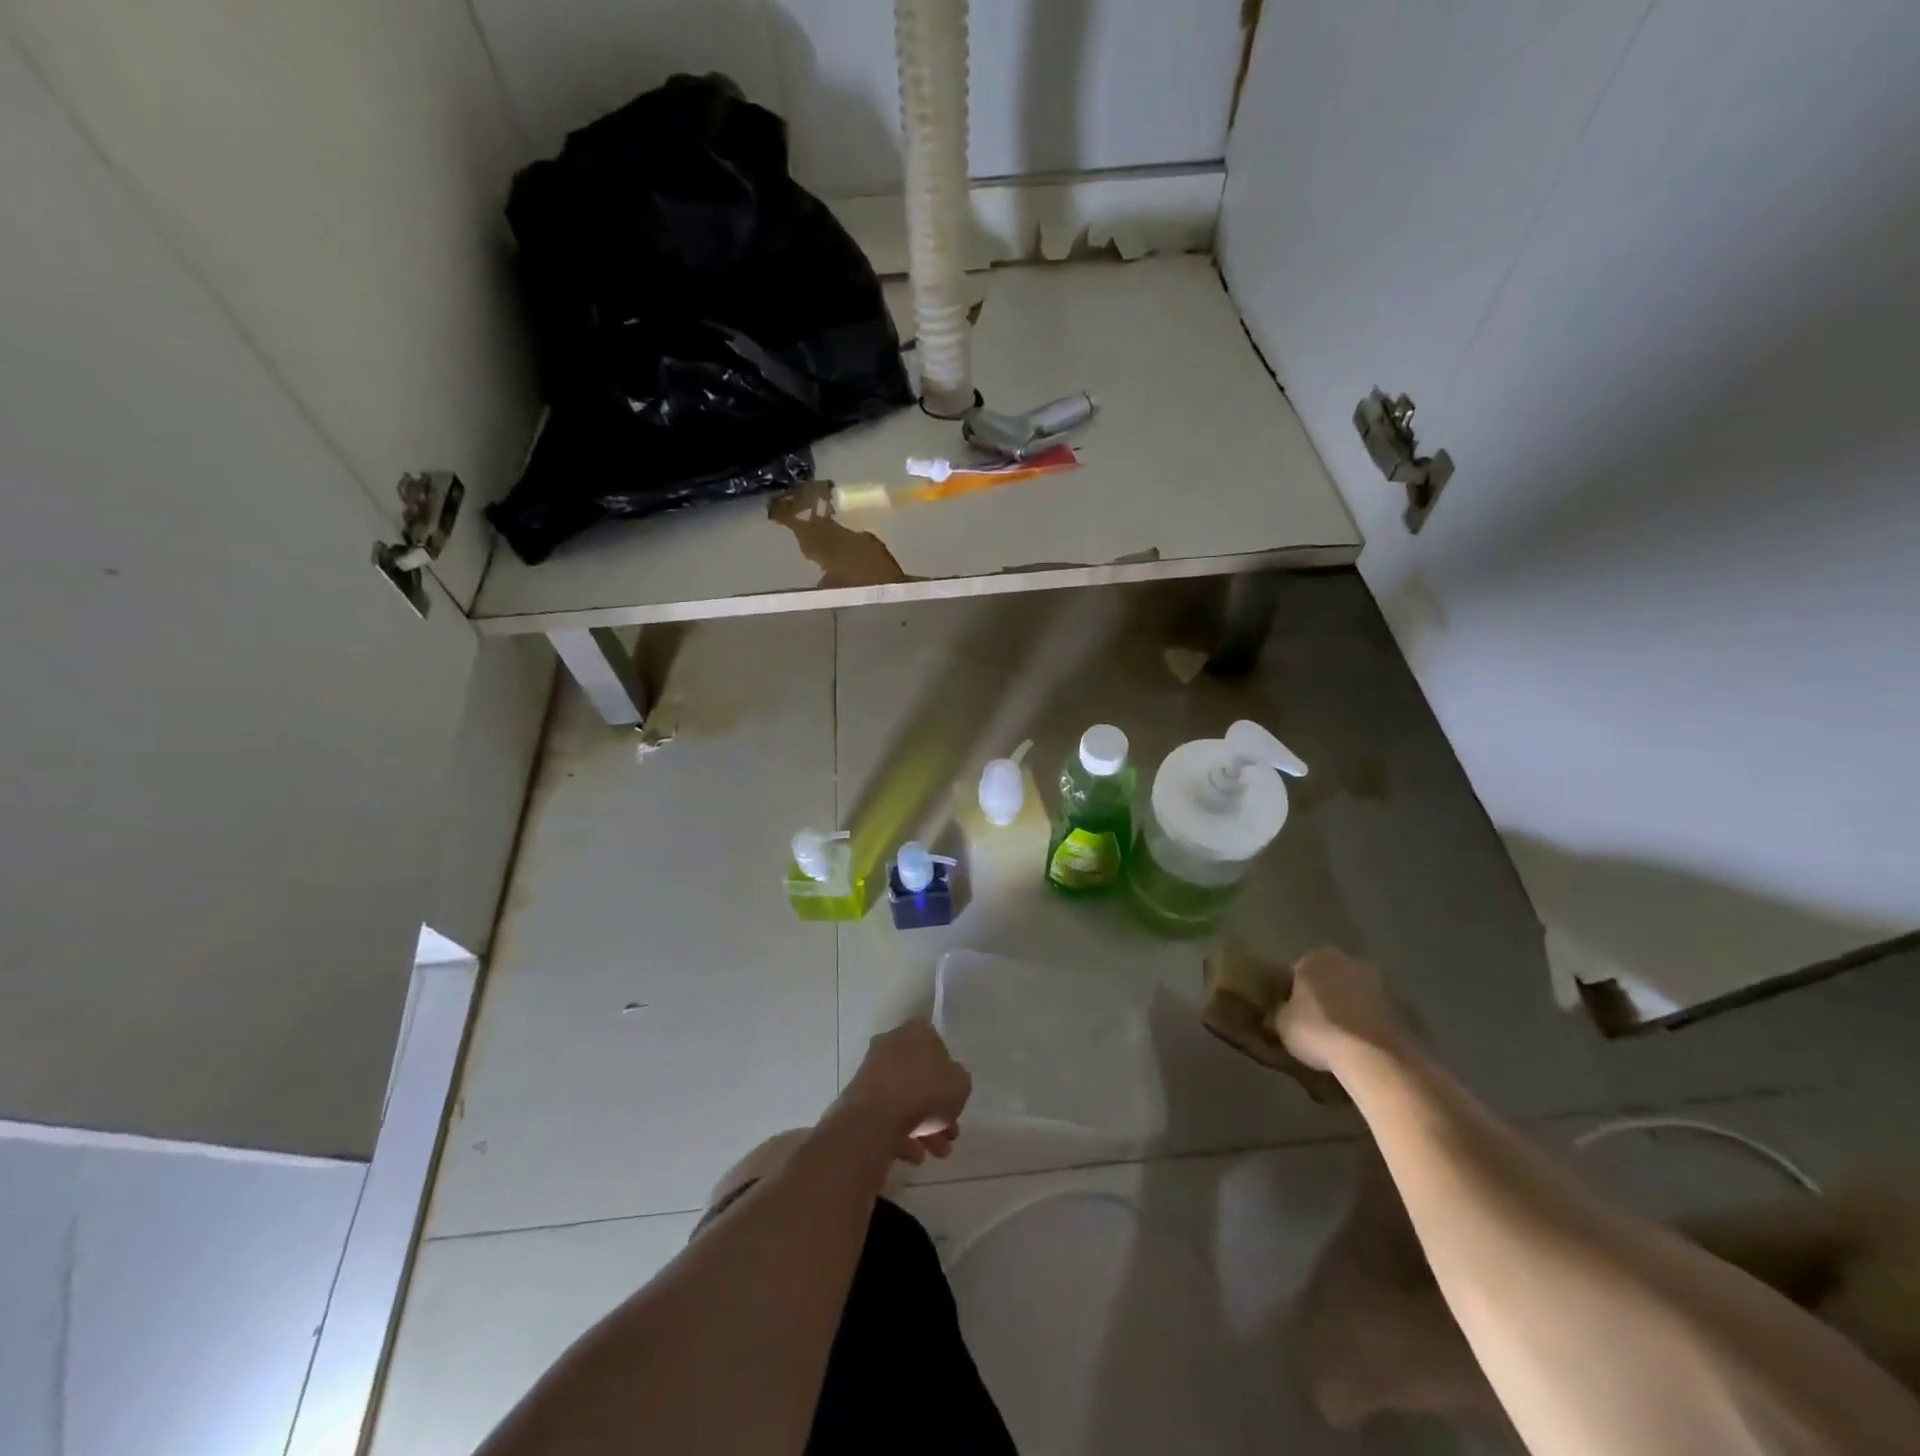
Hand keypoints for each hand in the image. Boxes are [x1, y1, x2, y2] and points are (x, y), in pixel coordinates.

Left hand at [838, 1020, 971, 1164]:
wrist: (874, 1117)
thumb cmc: (924, 1092)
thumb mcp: (960, 1085)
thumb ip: (959, 1081)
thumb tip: (949, 1081)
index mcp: (918, 1032)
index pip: (938, 1047)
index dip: (949, 1077)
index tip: (955, 1102)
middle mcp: (892, 1043)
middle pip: (920, 1076)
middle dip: (937, 1108)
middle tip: (949, 1135)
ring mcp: (872, 1070)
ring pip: (903, 1097)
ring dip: (922, 1126)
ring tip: (935, 1153)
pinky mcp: (858, 1095)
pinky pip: (885, 1112)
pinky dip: (900, 1133)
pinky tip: (913, 1156)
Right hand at [1272, 948, 1409, 1071]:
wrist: (1378, 1059)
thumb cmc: (1320, 1032)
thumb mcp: (1282, 1025)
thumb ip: (1278, 1014)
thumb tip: (1275, 1015)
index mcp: (1317, 957)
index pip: (1298, 973)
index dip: (1294, 996)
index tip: (1294, 1019)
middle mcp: (1352, 961)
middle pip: (1333, 980)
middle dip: (1327, 999)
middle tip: (1320, 1029)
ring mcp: (1385, 984)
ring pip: (1360, 997)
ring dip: (1354, 1012)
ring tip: (1347, 1044)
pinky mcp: (1410, 1009)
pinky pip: (1383, 1016)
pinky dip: (1376, 1027)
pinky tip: (1369, 1051)